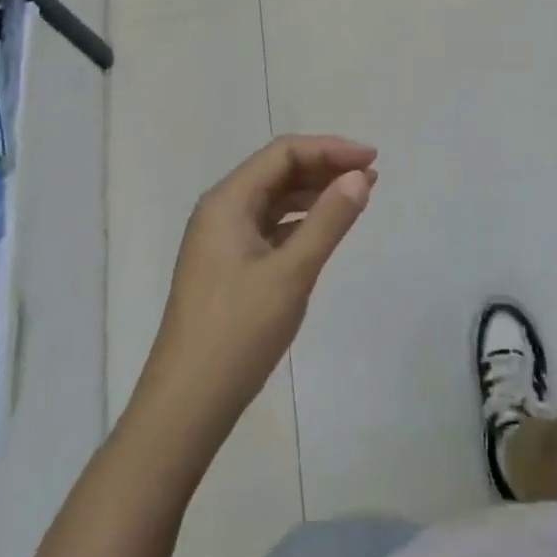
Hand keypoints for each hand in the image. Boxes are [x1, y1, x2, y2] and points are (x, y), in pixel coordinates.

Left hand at [137, 136, 376, 439]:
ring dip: (315, 193)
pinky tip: (325, 230)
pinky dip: (300, 221)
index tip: (371, 159)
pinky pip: (269, 226)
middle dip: (325, 168)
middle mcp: (221, 210)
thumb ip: (328, 221)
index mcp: (227, 201)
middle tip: (371, 177)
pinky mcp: (228, 266)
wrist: (185, 407)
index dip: (330, 149)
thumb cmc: (238, 334)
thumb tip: (358, 177)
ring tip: (358, 196)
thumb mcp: (291, 274)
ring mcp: (222, 240)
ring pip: (274, 199)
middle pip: (278, 171)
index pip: (283, 153)